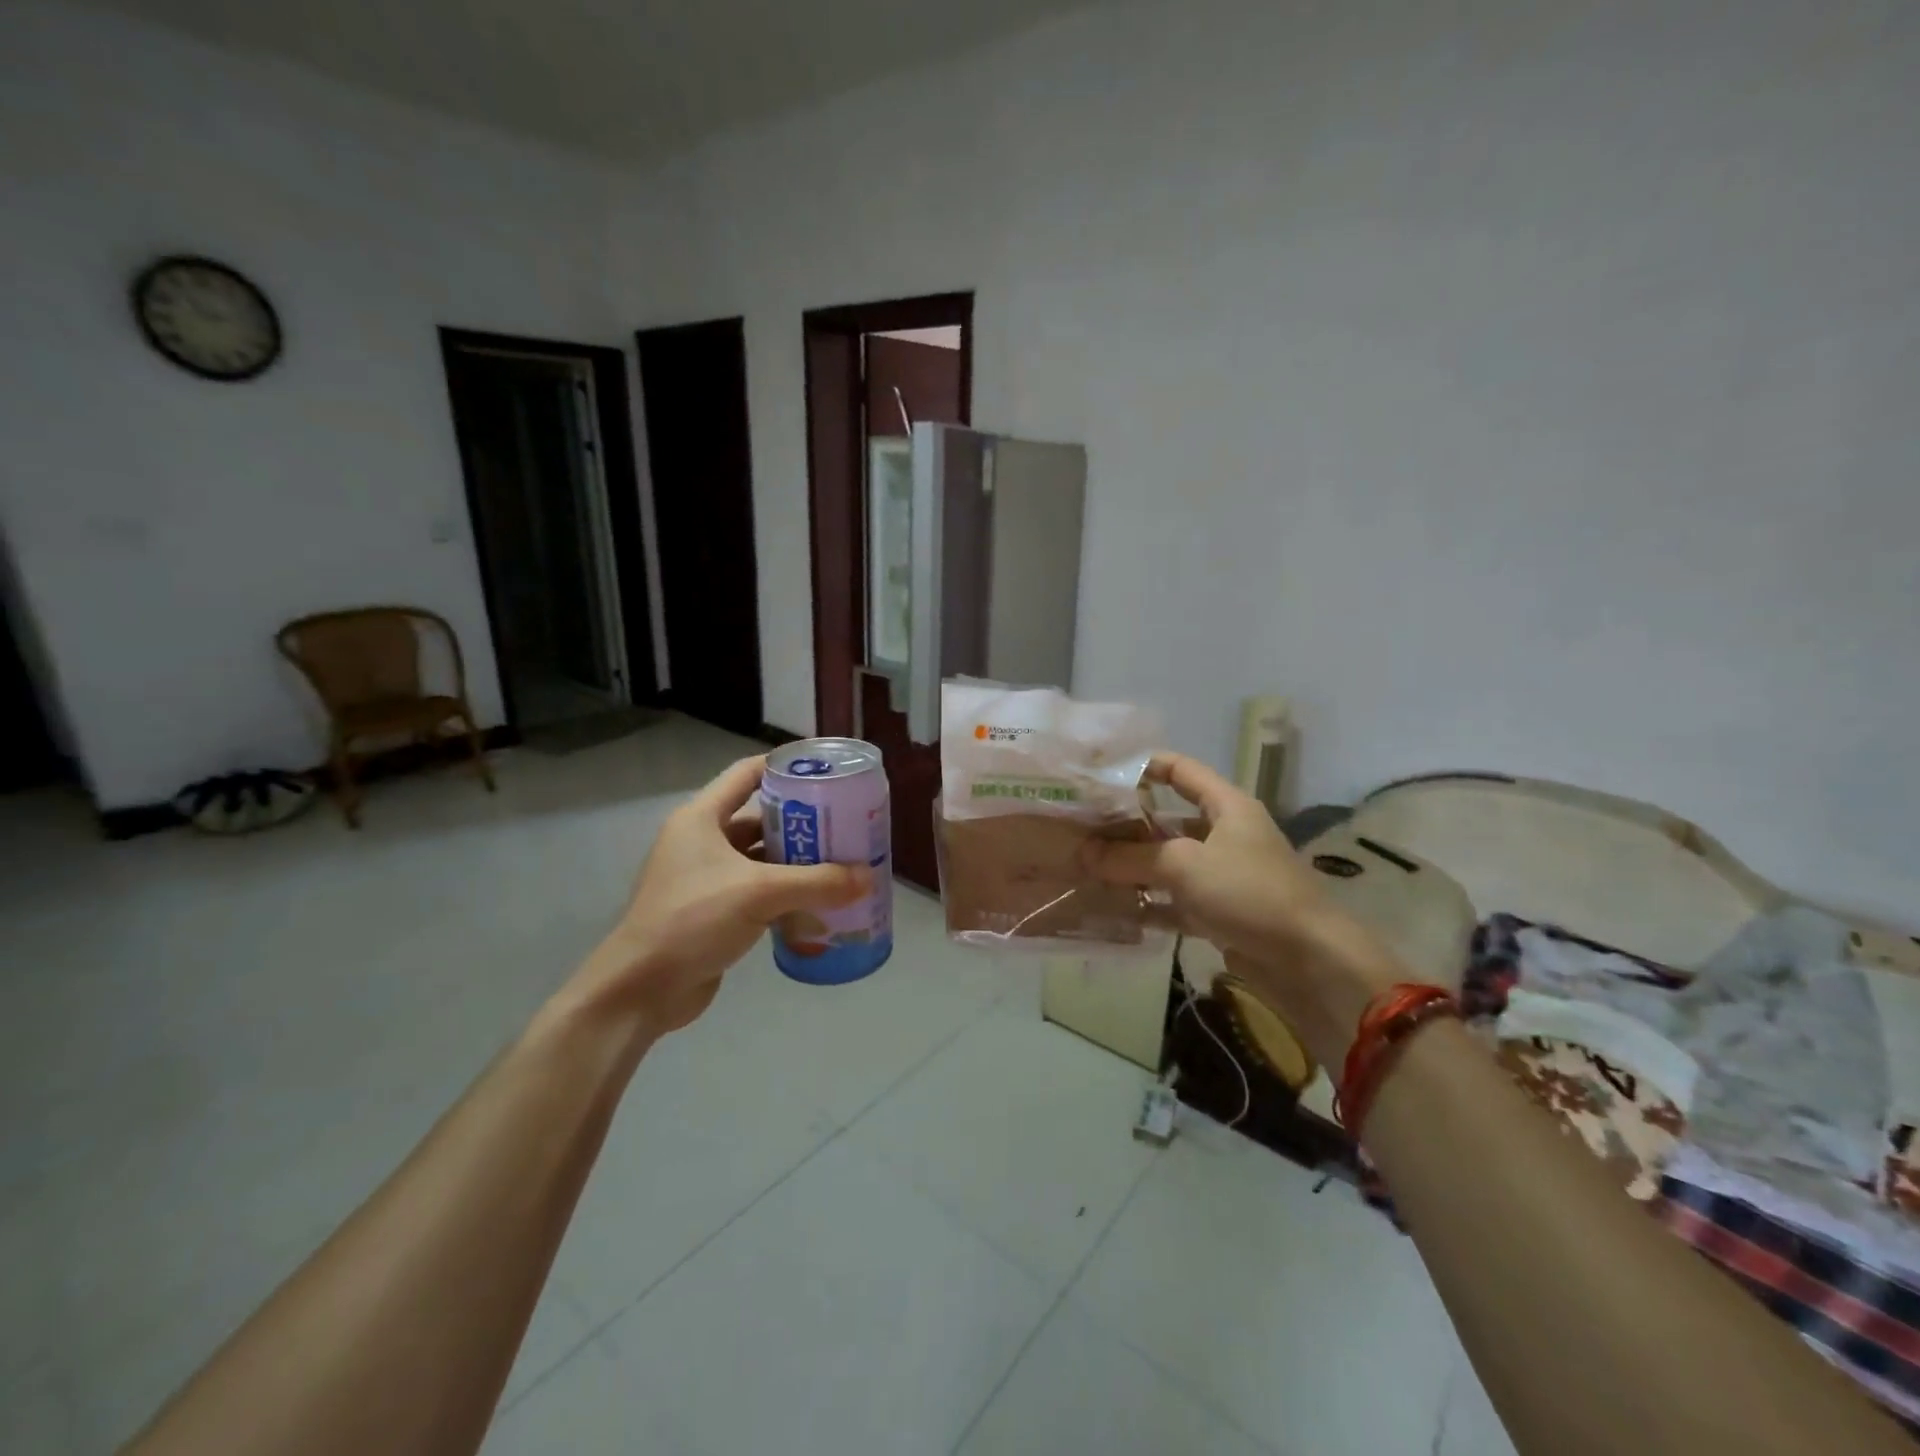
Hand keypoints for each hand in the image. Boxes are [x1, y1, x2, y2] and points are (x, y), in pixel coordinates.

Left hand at [566, 757, 871, 1035]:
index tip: (825, 771)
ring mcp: (706, 878)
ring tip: (841, 864)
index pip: (747, 774)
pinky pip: (758, 892)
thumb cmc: (692, 920)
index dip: (784, 766)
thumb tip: (868, 877)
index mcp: (701, 819)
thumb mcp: (759, 893)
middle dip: (802, 823)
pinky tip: (819, 904)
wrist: (641, 990)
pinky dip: (785, 895)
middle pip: (760, 819)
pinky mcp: (713, 911)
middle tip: (845, 825)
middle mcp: (702, 841)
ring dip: (797, 863)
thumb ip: (817, 882)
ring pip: (761, 859)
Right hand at [1084, 753, 1397, 1061]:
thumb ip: (1131, 857)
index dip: (1143, 766)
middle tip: (1081, 829)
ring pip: (1168, 863)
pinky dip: (1149, 905)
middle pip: (1168, 820)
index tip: (1101, 773)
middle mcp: (1225, 834)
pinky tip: (1113, 909)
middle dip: (1126, 825)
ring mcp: (1223, 875)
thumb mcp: (1185, 865)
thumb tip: (1083, 853)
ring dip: (1133, 868)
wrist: (1310, 961)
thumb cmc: (1249, 892)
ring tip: (1087, 868)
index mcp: (1226, 806)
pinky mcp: (1220, 913)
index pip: (1180, 769)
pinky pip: (1175, 902)